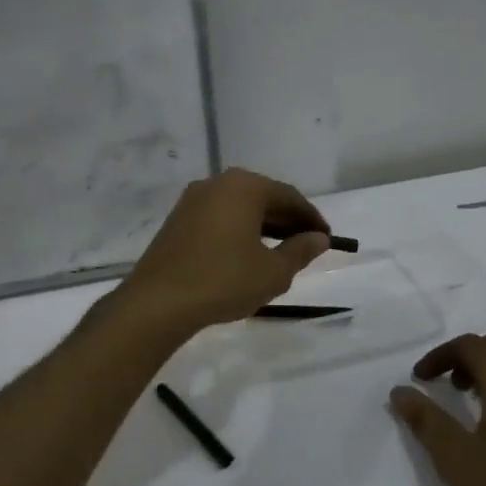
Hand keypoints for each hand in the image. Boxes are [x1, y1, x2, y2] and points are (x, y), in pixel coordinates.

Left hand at [118, 169, 330, 335]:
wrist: (158, 301)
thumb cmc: (224, 281)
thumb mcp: (273, 272)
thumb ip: (300, 251)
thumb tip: (319, 238)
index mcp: (244, 186)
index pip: (289, 197)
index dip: (311, 219)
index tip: (327, 239)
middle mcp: (217, 183)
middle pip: (263, 197)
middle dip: (287, 221)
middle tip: (306, 246)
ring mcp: (192, 200)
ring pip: (239, 208)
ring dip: (262, 227)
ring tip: (279, 253)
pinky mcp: (177, 220)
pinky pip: (218, 218)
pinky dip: (238, 231)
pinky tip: (246, 255)